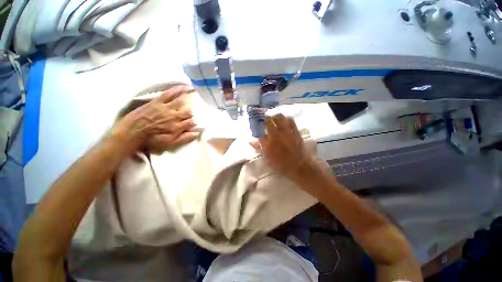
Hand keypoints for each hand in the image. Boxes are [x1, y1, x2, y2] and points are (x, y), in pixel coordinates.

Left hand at [113, 84, 198, 152]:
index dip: (193, 123)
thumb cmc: (151, 141)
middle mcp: (175, 116)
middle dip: (190, 114)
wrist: (132, 133)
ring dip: (189, 99)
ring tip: (194, 95)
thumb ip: (184, 138)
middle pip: (188, 113)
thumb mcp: (169, 144)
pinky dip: (177, 89)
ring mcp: (166, 108)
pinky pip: (169, 94)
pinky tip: (184, 86)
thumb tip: (196, 133)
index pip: (191, 123)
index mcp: (178, 127)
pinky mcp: (158, 101)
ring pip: (182, 103)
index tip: (192, 124)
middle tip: (188, 115)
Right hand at [259, 114, 313, 178]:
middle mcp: (275, 135)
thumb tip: (251, 141)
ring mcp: (286, 132)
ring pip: (278, 117)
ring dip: (274, 116)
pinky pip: (290, 120)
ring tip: (272, 118)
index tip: (255, 125)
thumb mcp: (267, 159)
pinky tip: (283, 120)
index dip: (256, 126)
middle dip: (263, 118)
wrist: (299, 166)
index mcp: (267, 143)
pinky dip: (285, 118)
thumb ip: (259, 148)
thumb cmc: (281, 165)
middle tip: (263, 119)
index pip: (258, 130)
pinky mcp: (294, 131)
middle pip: (267, 121)